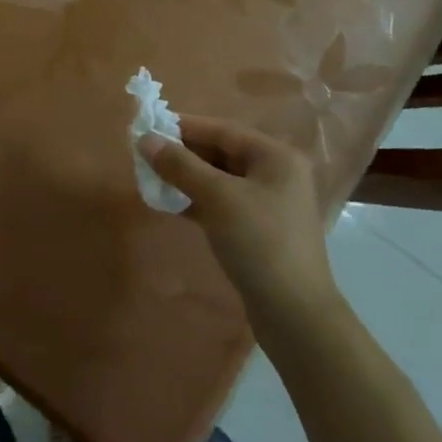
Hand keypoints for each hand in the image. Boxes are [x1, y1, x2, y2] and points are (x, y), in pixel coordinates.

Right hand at [142, 117, 338, 327]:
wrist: (295, 314)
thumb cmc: (259, 243)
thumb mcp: (218, 198)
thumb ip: (180, 166)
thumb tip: (145, 139)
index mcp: (275, 156)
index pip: (222, 130)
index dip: (184, 127)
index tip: (148, 127)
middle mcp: (276, 173)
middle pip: (222, 152)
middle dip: (184, 153)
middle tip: (146, 155)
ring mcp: (270, 204)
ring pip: (221, 180)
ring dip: (188, 178)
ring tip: (153, 179)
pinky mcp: (260, 230)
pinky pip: (224, 203)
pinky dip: (199, 201)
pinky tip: (173, 205)